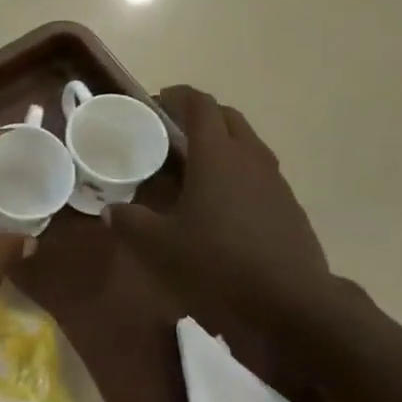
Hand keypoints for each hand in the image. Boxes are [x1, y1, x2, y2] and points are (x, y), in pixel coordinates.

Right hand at [106, 86, 339, 335]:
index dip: (177, 97)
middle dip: (199, 117)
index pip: (199, 105)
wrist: (290, 303)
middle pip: (227, 118)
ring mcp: (275, 181)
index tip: (155, 103)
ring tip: (193, 168)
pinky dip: (236, 173)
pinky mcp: (288, 206)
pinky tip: (220, 205)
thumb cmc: (216, 263)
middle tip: (170, 134)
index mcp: (217, 154)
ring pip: (246, 145)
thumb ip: (129, 221)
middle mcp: (250, 157)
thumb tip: (111, 210)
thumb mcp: (158, 246)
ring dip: (220, 144)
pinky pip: (258, 173)